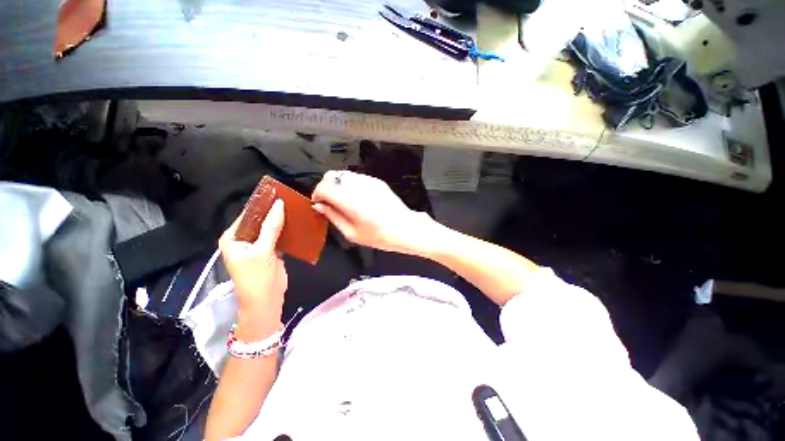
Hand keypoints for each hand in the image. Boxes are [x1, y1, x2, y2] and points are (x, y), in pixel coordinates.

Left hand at [219, 199, 287, 337]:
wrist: (266, 300)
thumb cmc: (257, 276)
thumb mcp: (263, 250)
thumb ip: (271, 226)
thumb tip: (279, 203)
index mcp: (232, 237)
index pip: (247, 215)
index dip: (261, 205)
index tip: (277, 193)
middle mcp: (243, 239)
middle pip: (259, 221)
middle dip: (273, 212)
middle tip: (289, 200)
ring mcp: (257, 245)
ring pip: (270, 228)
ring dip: (280, 221)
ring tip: (294, 208)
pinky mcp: (270, 251)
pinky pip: (277, 236)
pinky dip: (285, 230)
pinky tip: (296, 222)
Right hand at [311, 170, 434, 254]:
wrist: (405, 227)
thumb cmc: (379, 235)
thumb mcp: (352, 233)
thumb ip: (333, 217)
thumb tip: (319, 206)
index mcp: (349, 199)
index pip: (324, 186)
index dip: (317, 194)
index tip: (320, 204)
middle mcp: (358, 185)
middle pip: (332, 175)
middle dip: (326, 187)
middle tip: (330, 202)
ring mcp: (369, 180)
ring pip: (344, 175)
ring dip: (339, 185)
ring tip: (345, 201)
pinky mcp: (377, 181)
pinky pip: (357, 178)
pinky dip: (351, 185)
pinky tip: (358, 199)